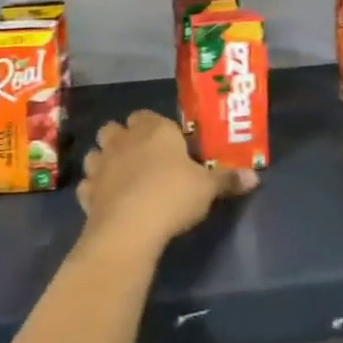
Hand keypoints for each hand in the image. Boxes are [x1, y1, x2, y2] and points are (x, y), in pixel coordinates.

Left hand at [76, 109, 257, 255]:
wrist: (130, 227)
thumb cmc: (173, 196)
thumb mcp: (207, 188)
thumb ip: (227, 179)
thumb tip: (255, 177)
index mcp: (154, 130)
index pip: (146, 115)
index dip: (153, 126)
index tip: (166, 142)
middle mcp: (124, 140)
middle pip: (114, 128)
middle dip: (122, 137)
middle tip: (140, 156)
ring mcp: (101, 165)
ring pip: (95, 152)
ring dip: (103, 160)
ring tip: (120, 176)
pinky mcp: (87, 192)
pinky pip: (87, 185)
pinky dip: (94, 190)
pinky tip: (106, 201)